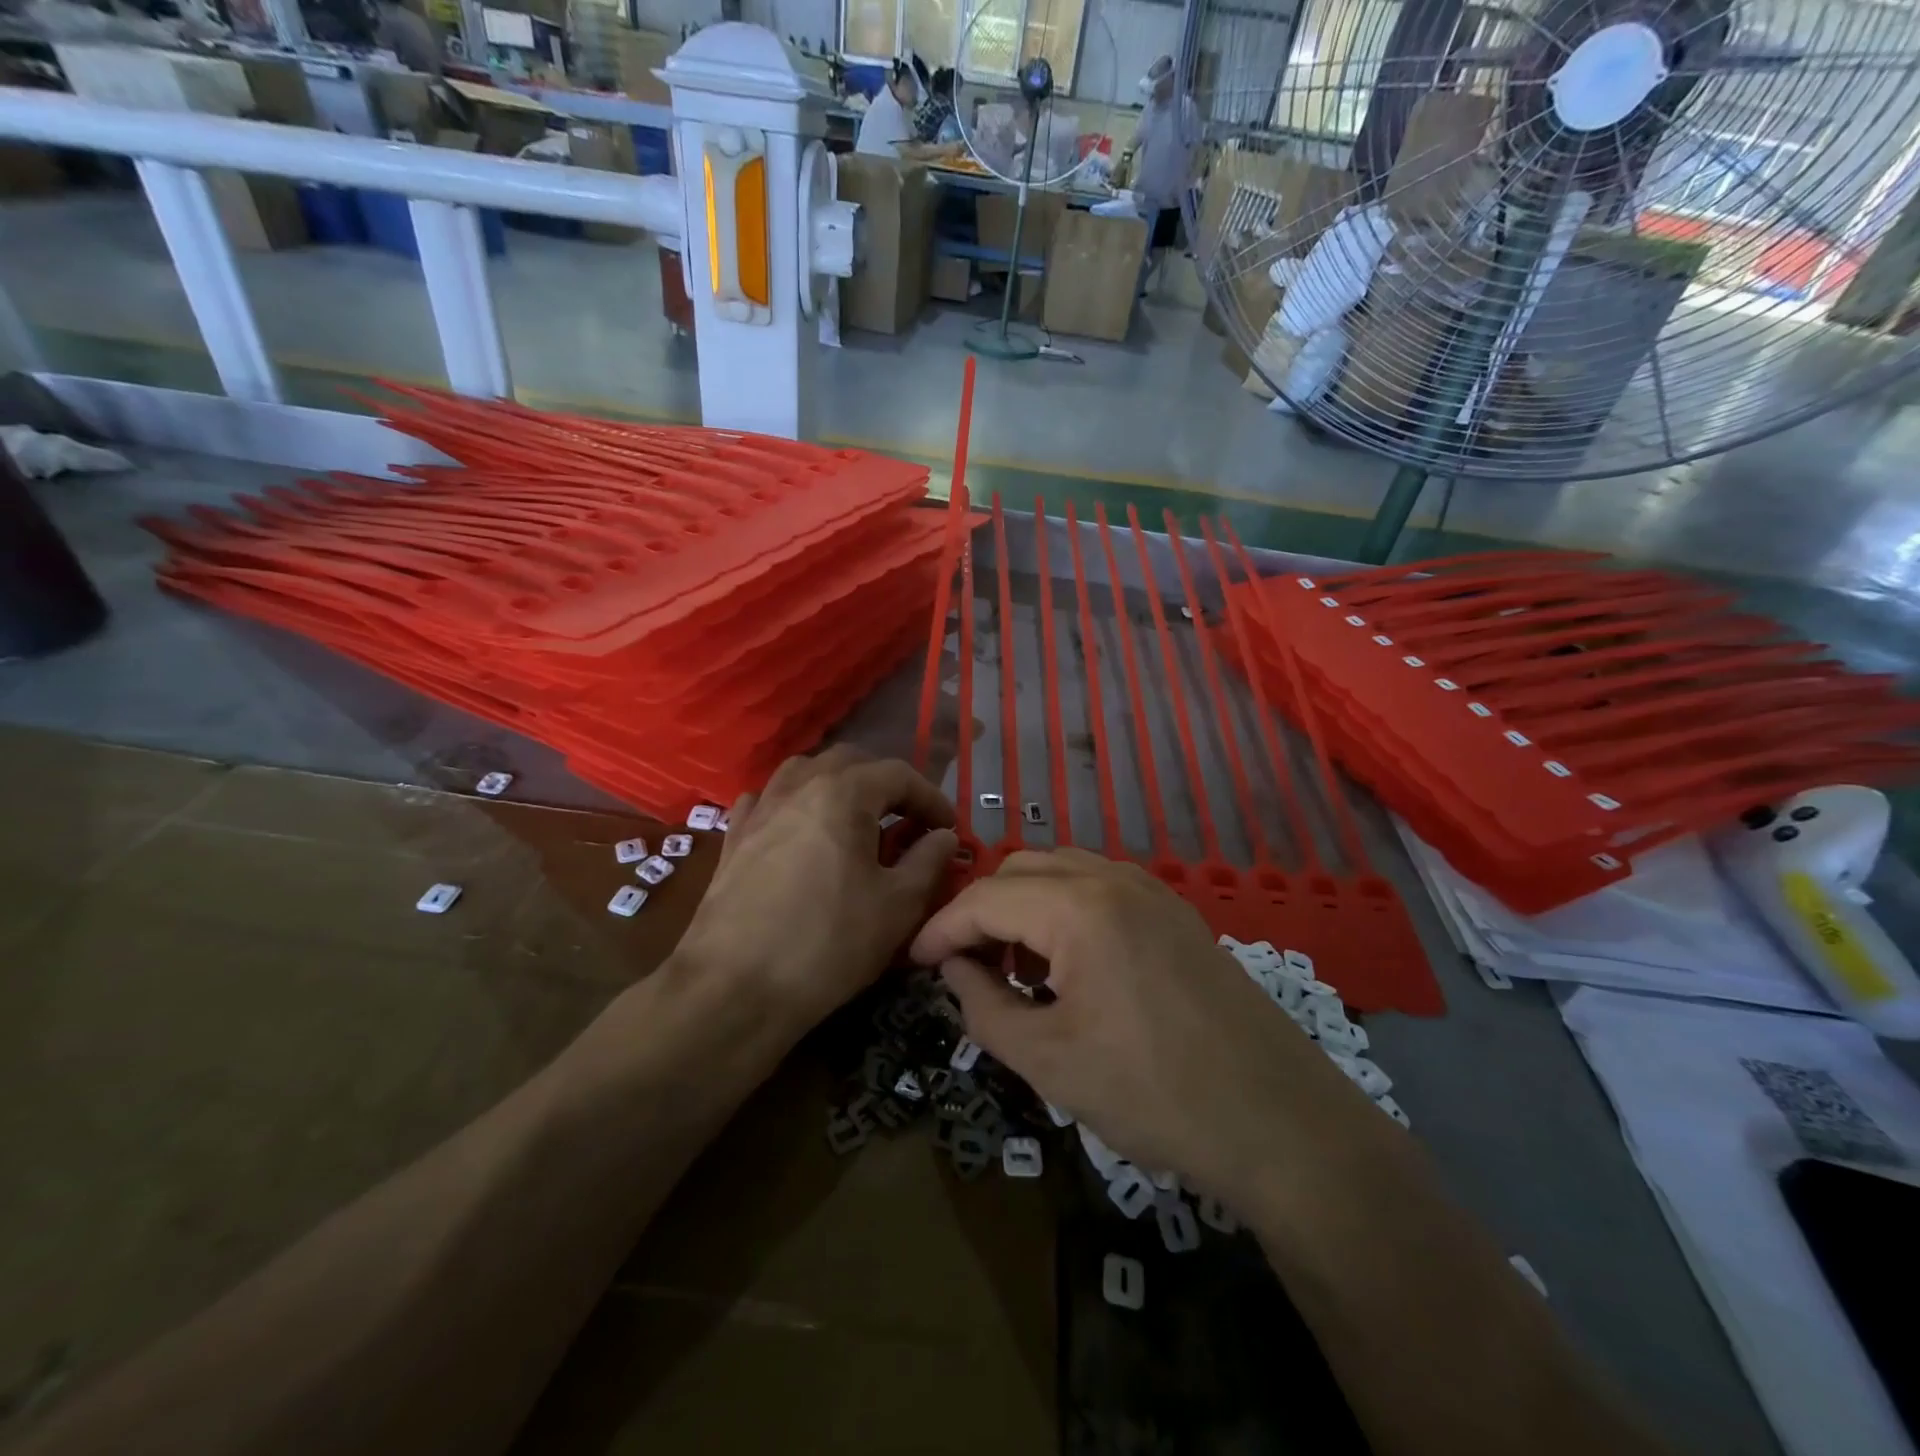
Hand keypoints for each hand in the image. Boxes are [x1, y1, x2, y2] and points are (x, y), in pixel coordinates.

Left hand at [677, 747, 957, 1033]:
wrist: (734, 988)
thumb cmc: (828, 943)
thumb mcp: (898, 905)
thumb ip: (928, 861)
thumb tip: (943, 836)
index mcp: (843, 793)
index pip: (899, 774)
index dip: (931, 798)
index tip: (948, 829)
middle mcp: (799, 786)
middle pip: (850, 762)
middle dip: (885, 784)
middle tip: (906, 820)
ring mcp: (760, 809)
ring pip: (804, 772)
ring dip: (837, 785)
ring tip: (854, 818)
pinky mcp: (733, 837)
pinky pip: (767, 800)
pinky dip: (792, 803)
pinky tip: (798, 828)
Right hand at [909, 848, 1344, 1203]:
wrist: (1280, 1121)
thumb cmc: (1153, 1094)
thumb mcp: (1047, 1061)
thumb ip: (982, 1006)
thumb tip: (952, 969)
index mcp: (1078, 907)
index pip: (985, 898)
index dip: (940, 928)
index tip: (910, 962)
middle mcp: (1114, 879)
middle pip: (1021, 869)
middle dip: (981, 911)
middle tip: (962, 966)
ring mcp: (1152, 890)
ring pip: (1062, 871)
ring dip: (1024, 906)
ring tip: (1013, 969)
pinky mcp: (1176, 913)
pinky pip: (1100, 888)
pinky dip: (1065, 910)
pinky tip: (1068, 965)